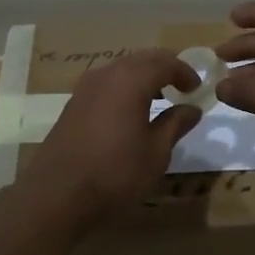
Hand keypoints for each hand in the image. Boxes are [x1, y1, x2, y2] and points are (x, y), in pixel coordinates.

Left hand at [24, 49, 202, 216]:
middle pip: (143, 59)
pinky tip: (130, 112)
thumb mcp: (156, 153)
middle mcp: (107, 74)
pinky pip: (107, 83)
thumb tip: (192, 108)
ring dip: (144, 77)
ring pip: (122, 69)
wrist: (56, 196)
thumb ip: (176, 124)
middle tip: (182, 87)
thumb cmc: (115, 173)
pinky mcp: (73, 104)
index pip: (165, 63)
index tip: (197, 88)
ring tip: (159, 99)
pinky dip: (125, 88)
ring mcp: (85, 88)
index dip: (185, 72)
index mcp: (131, 80)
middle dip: (165, 68)